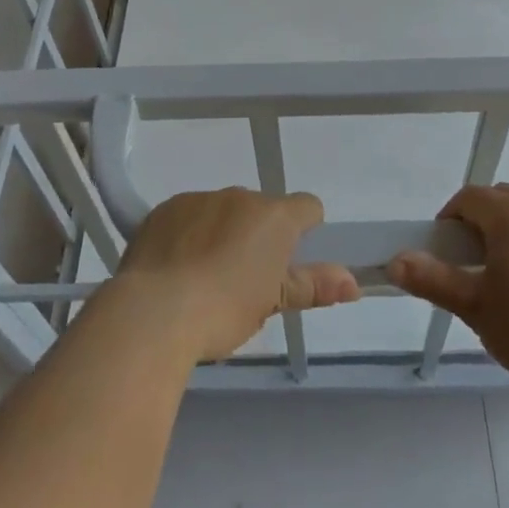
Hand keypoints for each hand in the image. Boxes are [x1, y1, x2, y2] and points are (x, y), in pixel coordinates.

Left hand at [112, 188, 360, 361]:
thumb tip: (354, 283)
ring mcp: (200, 198)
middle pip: (261, 209)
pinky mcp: (166, 208)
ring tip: (204, 277)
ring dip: (222, 232)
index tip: (290, 260)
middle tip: (245, 279)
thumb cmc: (224, 310)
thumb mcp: (273, 303)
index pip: (307, 207)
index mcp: (274, 216)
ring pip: (222, 210)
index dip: (305, 230)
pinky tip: (176, 267)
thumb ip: (314, 286)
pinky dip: (188, 234)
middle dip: (257, 235)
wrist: (154, 311)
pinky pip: (188, 215)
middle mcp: (240, 196)